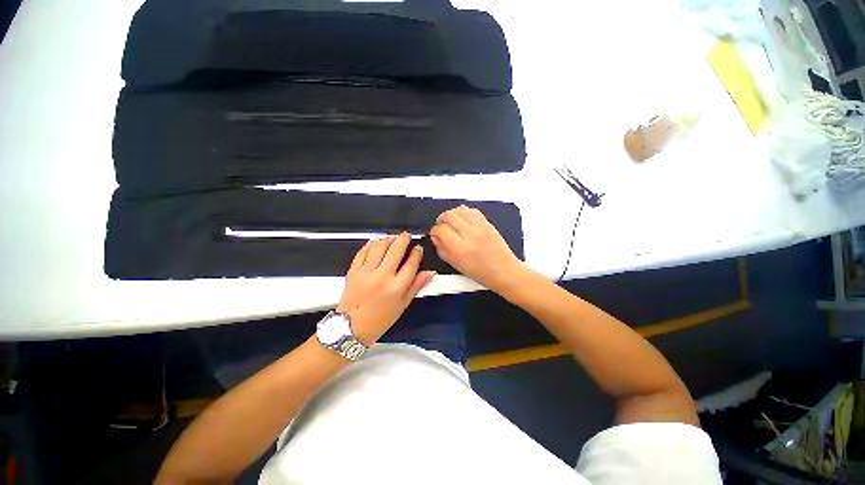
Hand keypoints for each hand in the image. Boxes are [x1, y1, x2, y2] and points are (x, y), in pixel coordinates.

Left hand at [336, 233, 434, 345]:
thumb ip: (416, 286)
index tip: (418, 248)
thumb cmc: (380, 319)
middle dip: (403, 239)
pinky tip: (376, 242)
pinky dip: (370, 244)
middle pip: (395, 250)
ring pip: (379, 247)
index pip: (411, 264)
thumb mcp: (402, 305)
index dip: (416, 253)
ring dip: (388, 239)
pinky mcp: (353, 271)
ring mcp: (366, 272)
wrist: (351, 327)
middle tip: (406, 235)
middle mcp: (382, 277)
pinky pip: (363, 252)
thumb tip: (429, 273)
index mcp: (397, 287)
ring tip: (392, 237)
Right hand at [430, 205, 527, 292]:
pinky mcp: (487, 222)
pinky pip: (472, 210)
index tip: (435, 235)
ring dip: (451, 214)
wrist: (504, 270)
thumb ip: (442, 250)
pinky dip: (464, 212)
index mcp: (459, 248)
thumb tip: (435, 237)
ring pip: (459, 210)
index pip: (440, 230)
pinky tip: (463, 220)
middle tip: (441, 226)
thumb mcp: (455, 265)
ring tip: (451, 222)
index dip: (434, 231)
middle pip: (448, 216)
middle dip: (440, 219)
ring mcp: (480, 226)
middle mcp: (469, 234)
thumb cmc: (479, 272)